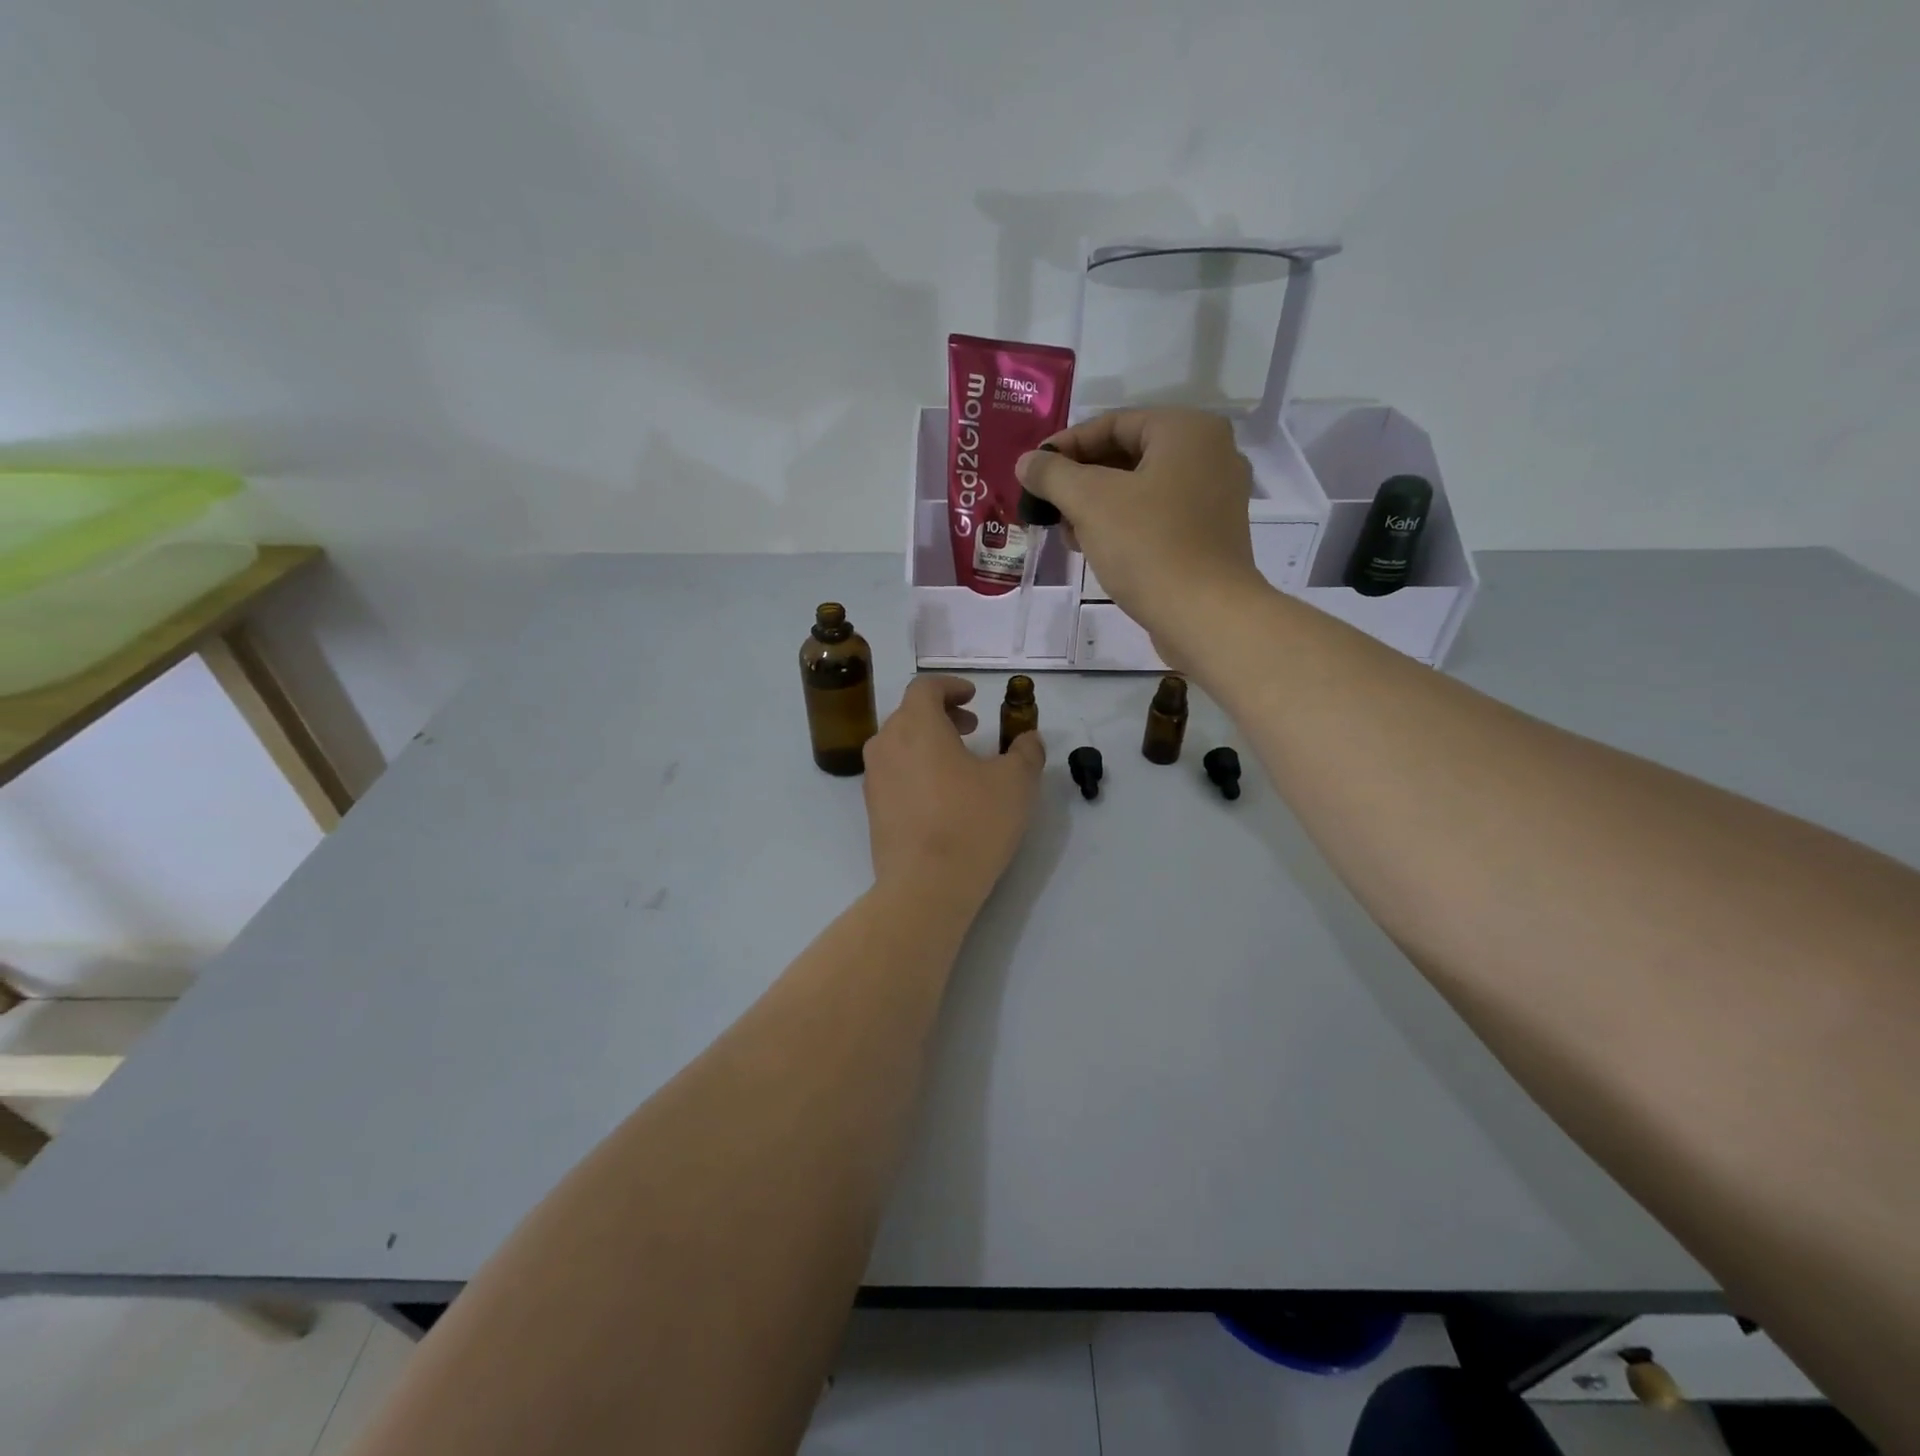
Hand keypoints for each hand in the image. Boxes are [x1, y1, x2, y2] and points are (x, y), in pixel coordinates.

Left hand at [863, 676, 1043, 909]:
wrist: (925, 886)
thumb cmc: (972, 823)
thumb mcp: (1016, 784)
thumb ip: (1026, 752)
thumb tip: (1029, 738)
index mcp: (917, 725)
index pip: (925, 687)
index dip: (951, 686)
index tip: (972, 697)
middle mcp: (886, 744)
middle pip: (909, 713)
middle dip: (942, 714)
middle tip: (971, 728)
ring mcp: (874, 777)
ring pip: (899, 743)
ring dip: (927, 741)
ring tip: (959, 762)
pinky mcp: (872, 808)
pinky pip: (893, 772)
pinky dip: (915, 767)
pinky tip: (941, 795)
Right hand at [1016, 409, 1266, 664]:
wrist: (1204, 615)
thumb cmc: (1148, 546)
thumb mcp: (1089, 502)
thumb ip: (1053, 474)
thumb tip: (1026, 462)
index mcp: (1188, 431)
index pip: (1113, 424)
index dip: (1066, 446)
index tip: (1033, 472)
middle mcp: (1210, 455)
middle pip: (1128, 455)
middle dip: (1081, 480)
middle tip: (1047, 506)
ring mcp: (1215, 498)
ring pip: (1141, 489)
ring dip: (1098, 506)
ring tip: (1066, 533)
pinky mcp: (1210, 536)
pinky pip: (1158, 517)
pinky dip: (1124, 525)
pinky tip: (1096, 549)